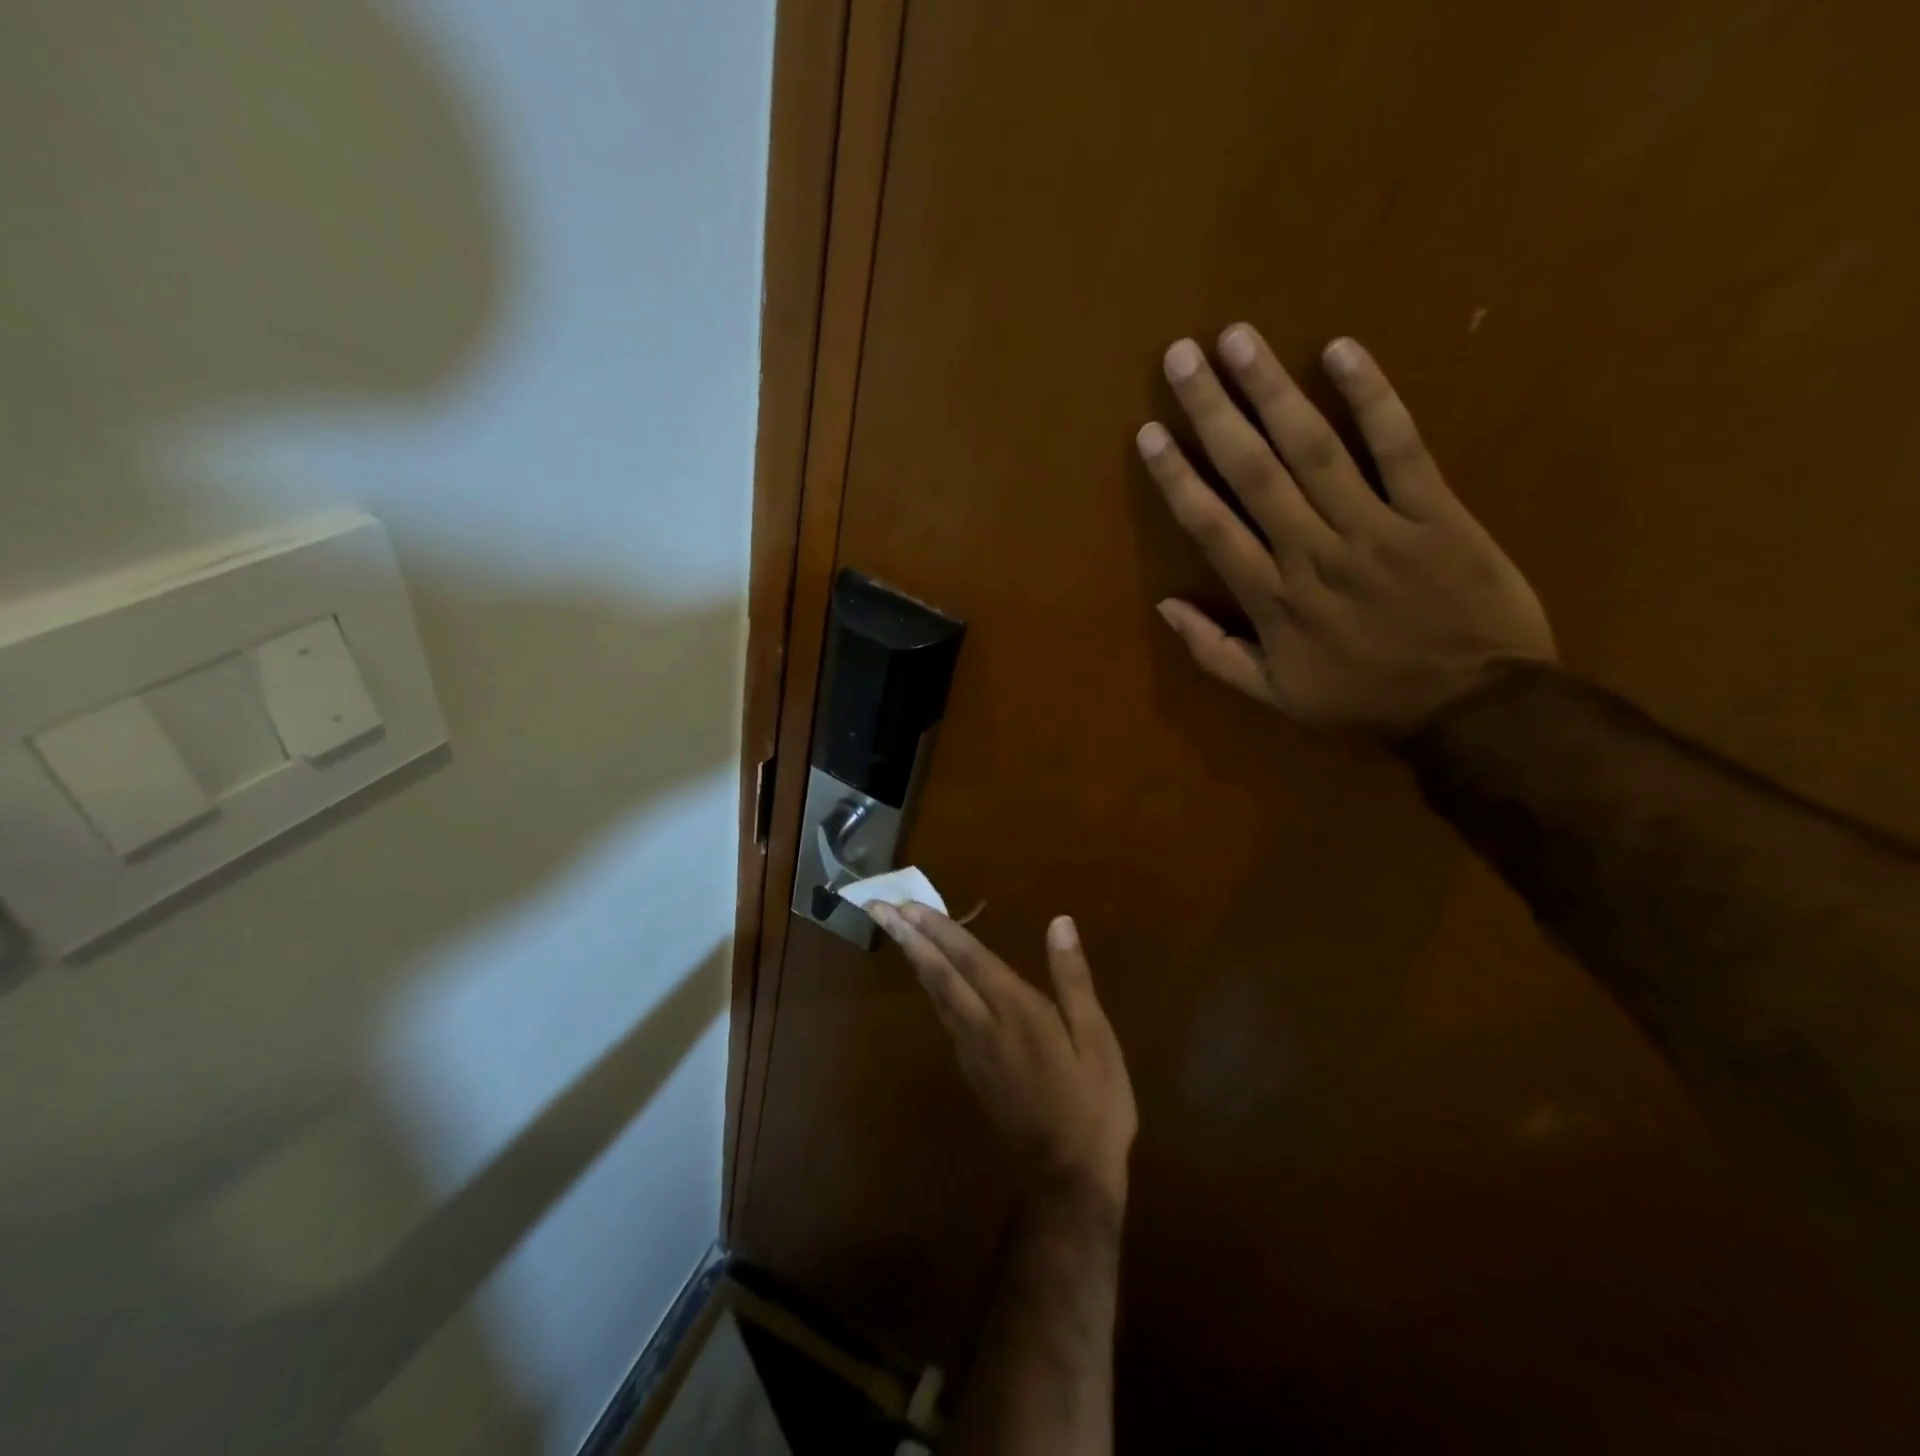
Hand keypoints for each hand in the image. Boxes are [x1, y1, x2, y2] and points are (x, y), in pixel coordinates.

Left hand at [867, 904, 1136, 1205]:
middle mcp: (984, 1026)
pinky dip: (929, 987)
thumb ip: (1072, 979)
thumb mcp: (1096, 1039)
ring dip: (914, 959)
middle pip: (938, 974)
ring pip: (935, 995)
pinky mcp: (971, 1070)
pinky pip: (943, 1016)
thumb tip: (1059, 923)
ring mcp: (972, 1051)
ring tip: (895, 932)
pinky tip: (928, 980)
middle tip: (877, 908)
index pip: (969, 959)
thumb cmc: (1092, 1104)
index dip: (939, 929)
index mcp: (1016, 1012)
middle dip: (908, 938)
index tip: (907, 903)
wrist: (1068, 1179)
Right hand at [1138, 326, 1555, 736]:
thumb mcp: (1275, 696)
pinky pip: (1401, 446)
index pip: (1213, 527)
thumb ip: (1214, 653)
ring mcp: (1375, 527)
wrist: (1472, 705)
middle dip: (1215, 412)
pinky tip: (1342, 350)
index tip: (1151, 433)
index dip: (1178, 477)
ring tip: (1238, 339)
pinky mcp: (1434, 511)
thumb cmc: (1364, 699)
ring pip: (1315, 449)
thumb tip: (1165, 607)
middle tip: (1181, 357)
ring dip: (1273, 391)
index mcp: (1274, 600)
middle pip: (1255, 472)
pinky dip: (1374, 397)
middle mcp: (1313, 552)